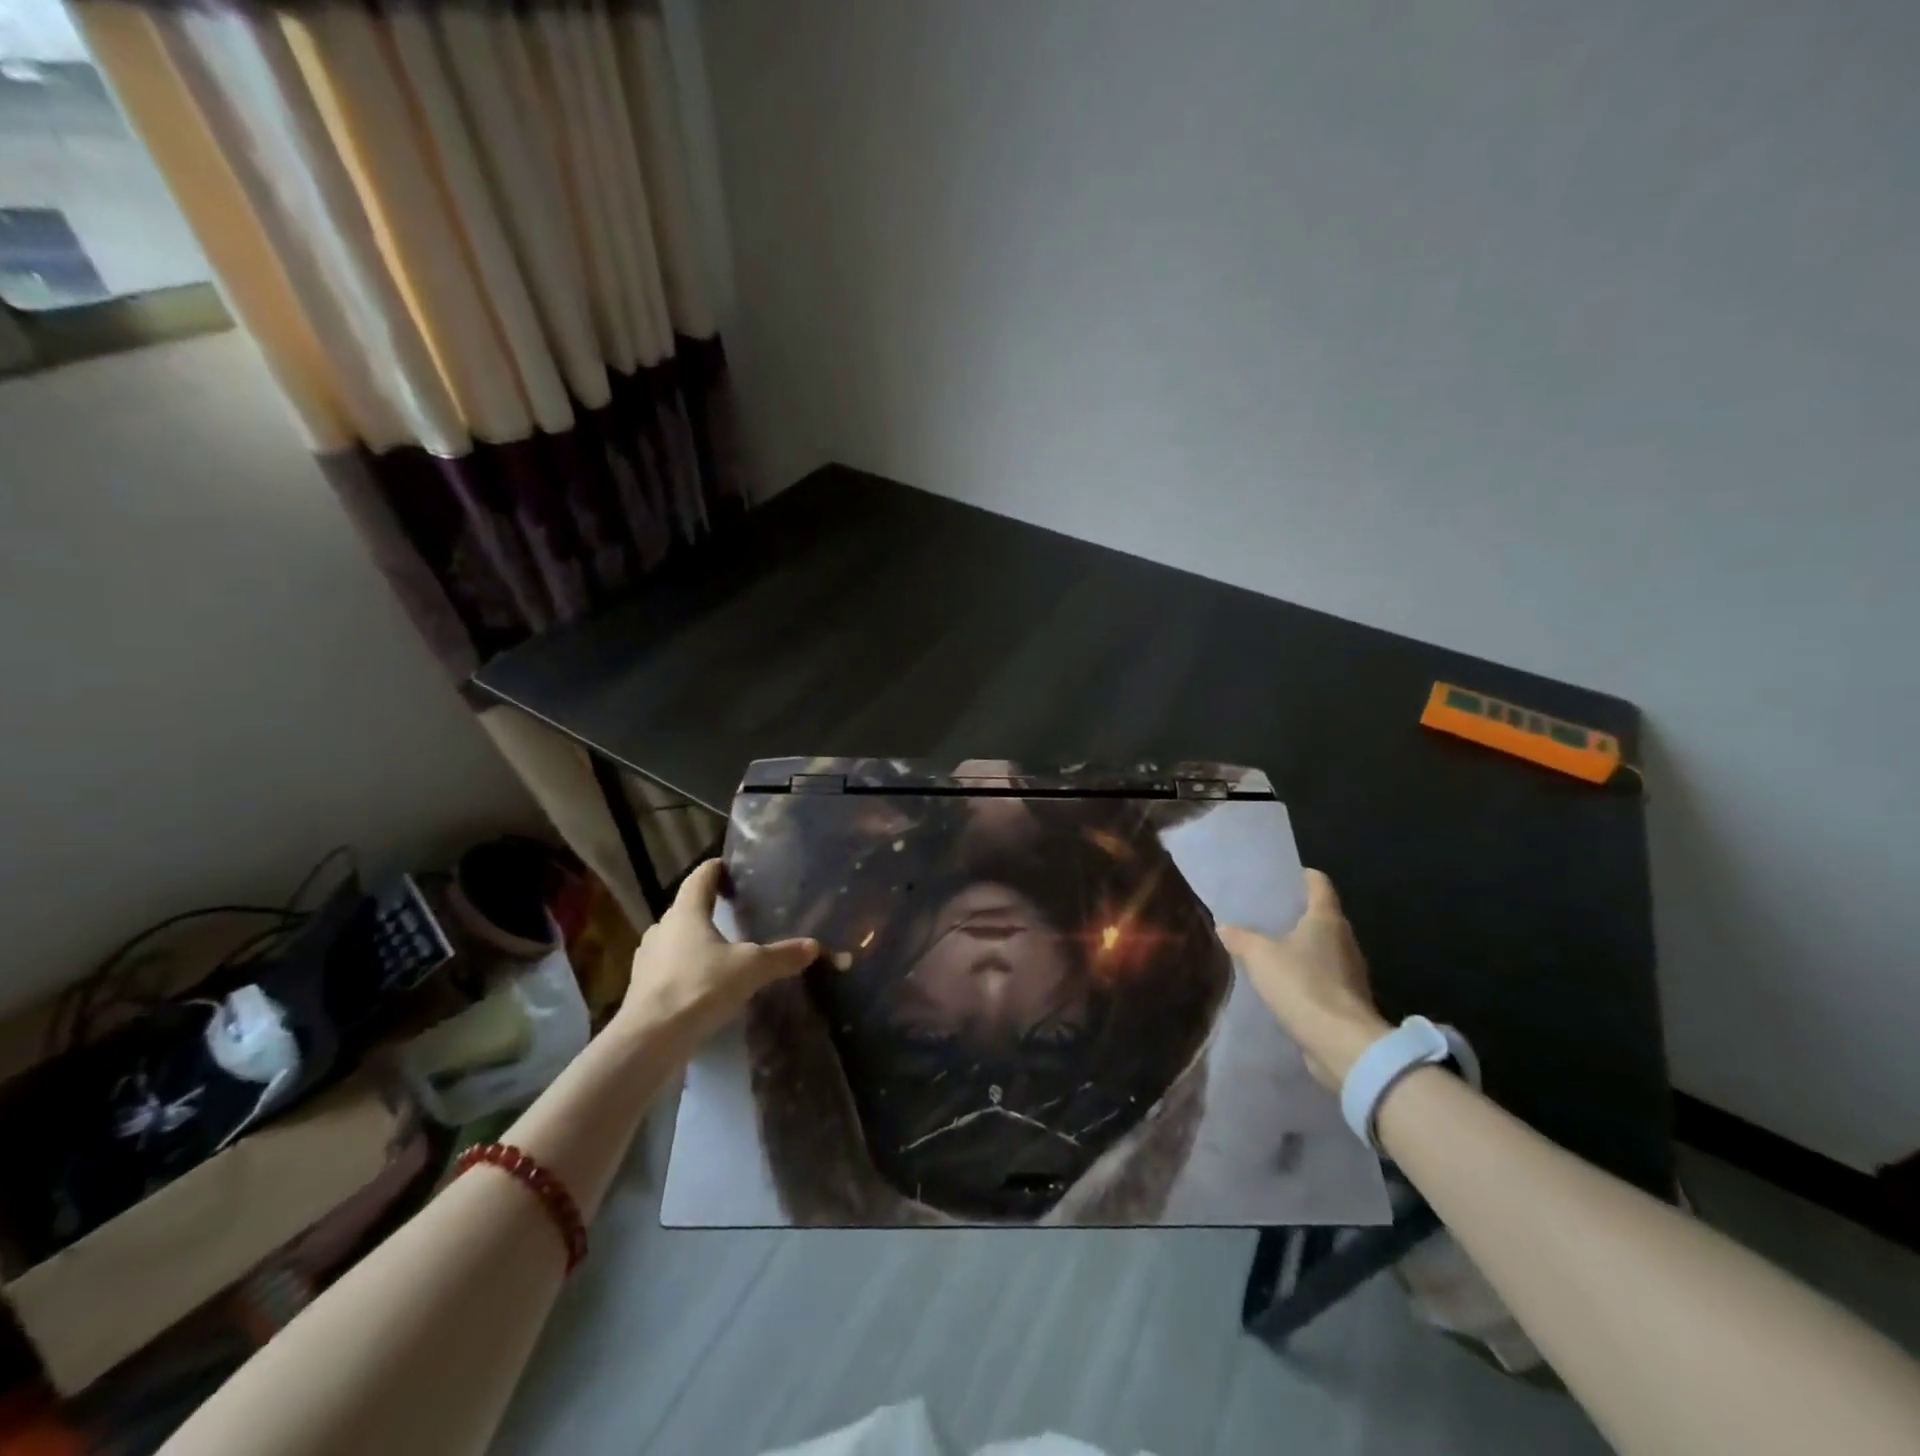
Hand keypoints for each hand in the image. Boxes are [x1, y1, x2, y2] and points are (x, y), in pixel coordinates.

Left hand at [614, 859, 819, 1042]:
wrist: (649, 1039)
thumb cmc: (700, 986)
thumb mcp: (751, 968)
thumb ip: (782, 955)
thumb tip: (815, 946)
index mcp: (686, 911)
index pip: (701, 876)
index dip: (718, 869)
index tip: (735, 870)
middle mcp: (662, 927)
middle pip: (688, 907)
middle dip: (712, 908)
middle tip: (738, 913)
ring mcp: (648, 958)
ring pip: (677, 938)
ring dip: (698, 940)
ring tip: (724, 951)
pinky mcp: (642, 986)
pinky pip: (670, 966)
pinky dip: (688, 968)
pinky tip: (705, 983)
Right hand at [1218, 870, 1390, 1088]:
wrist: (1342, 1044)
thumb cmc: (1303, 985)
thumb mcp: (1260, 957)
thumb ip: (1241, 939)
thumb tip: (1225, 927)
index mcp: (1326, 919)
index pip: (1319, 884)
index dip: (1301, 876)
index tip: (1280, 876)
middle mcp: (1344, 939)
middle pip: (1321, 915)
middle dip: (1296, 913)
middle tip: (1264, 912)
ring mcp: (1350, 971)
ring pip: (1323, 947)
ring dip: (1301, 946)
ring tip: (1269, 946)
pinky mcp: (1347, 999)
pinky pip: (1323, 976)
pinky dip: (1306, 974)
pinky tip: (1283, 981)